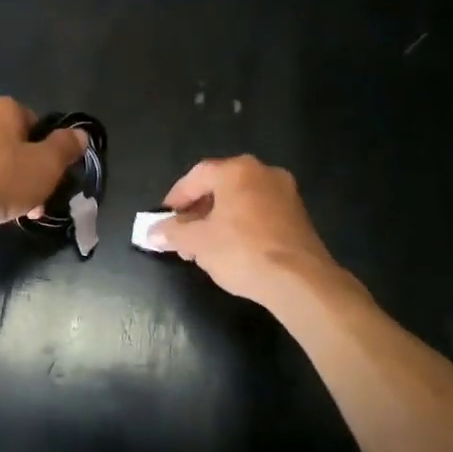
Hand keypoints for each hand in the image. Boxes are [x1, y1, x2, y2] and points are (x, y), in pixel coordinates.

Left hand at [0, 97, 87, 232]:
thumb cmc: (0, 178)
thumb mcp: (46, 164)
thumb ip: (66, 147)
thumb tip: (80, 134)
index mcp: (3, 107)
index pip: (37, 122)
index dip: (50, 149)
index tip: (55, 175)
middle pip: (16, 145)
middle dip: (31, 172)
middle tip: (40, 199)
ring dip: (11, 185)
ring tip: (19, 212)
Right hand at [145, 156, 342, 304]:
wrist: (300, 281)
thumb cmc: (242, 251)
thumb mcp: (197, 242)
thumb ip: (172, 232)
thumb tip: (152, 232)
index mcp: (237, 170)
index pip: (197, 176)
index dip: (176, 197)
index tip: (164, 218)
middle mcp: (263, 173)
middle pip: (220, 186)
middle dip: (197, 210)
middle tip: (182, 234)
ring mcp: (286, 194)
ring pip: (241, 201)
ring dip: (218, 220)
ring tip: (203, 247)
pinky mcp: (299, 217)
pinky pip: (260, 214)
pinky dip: (241, 226)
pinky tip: (231, 250)